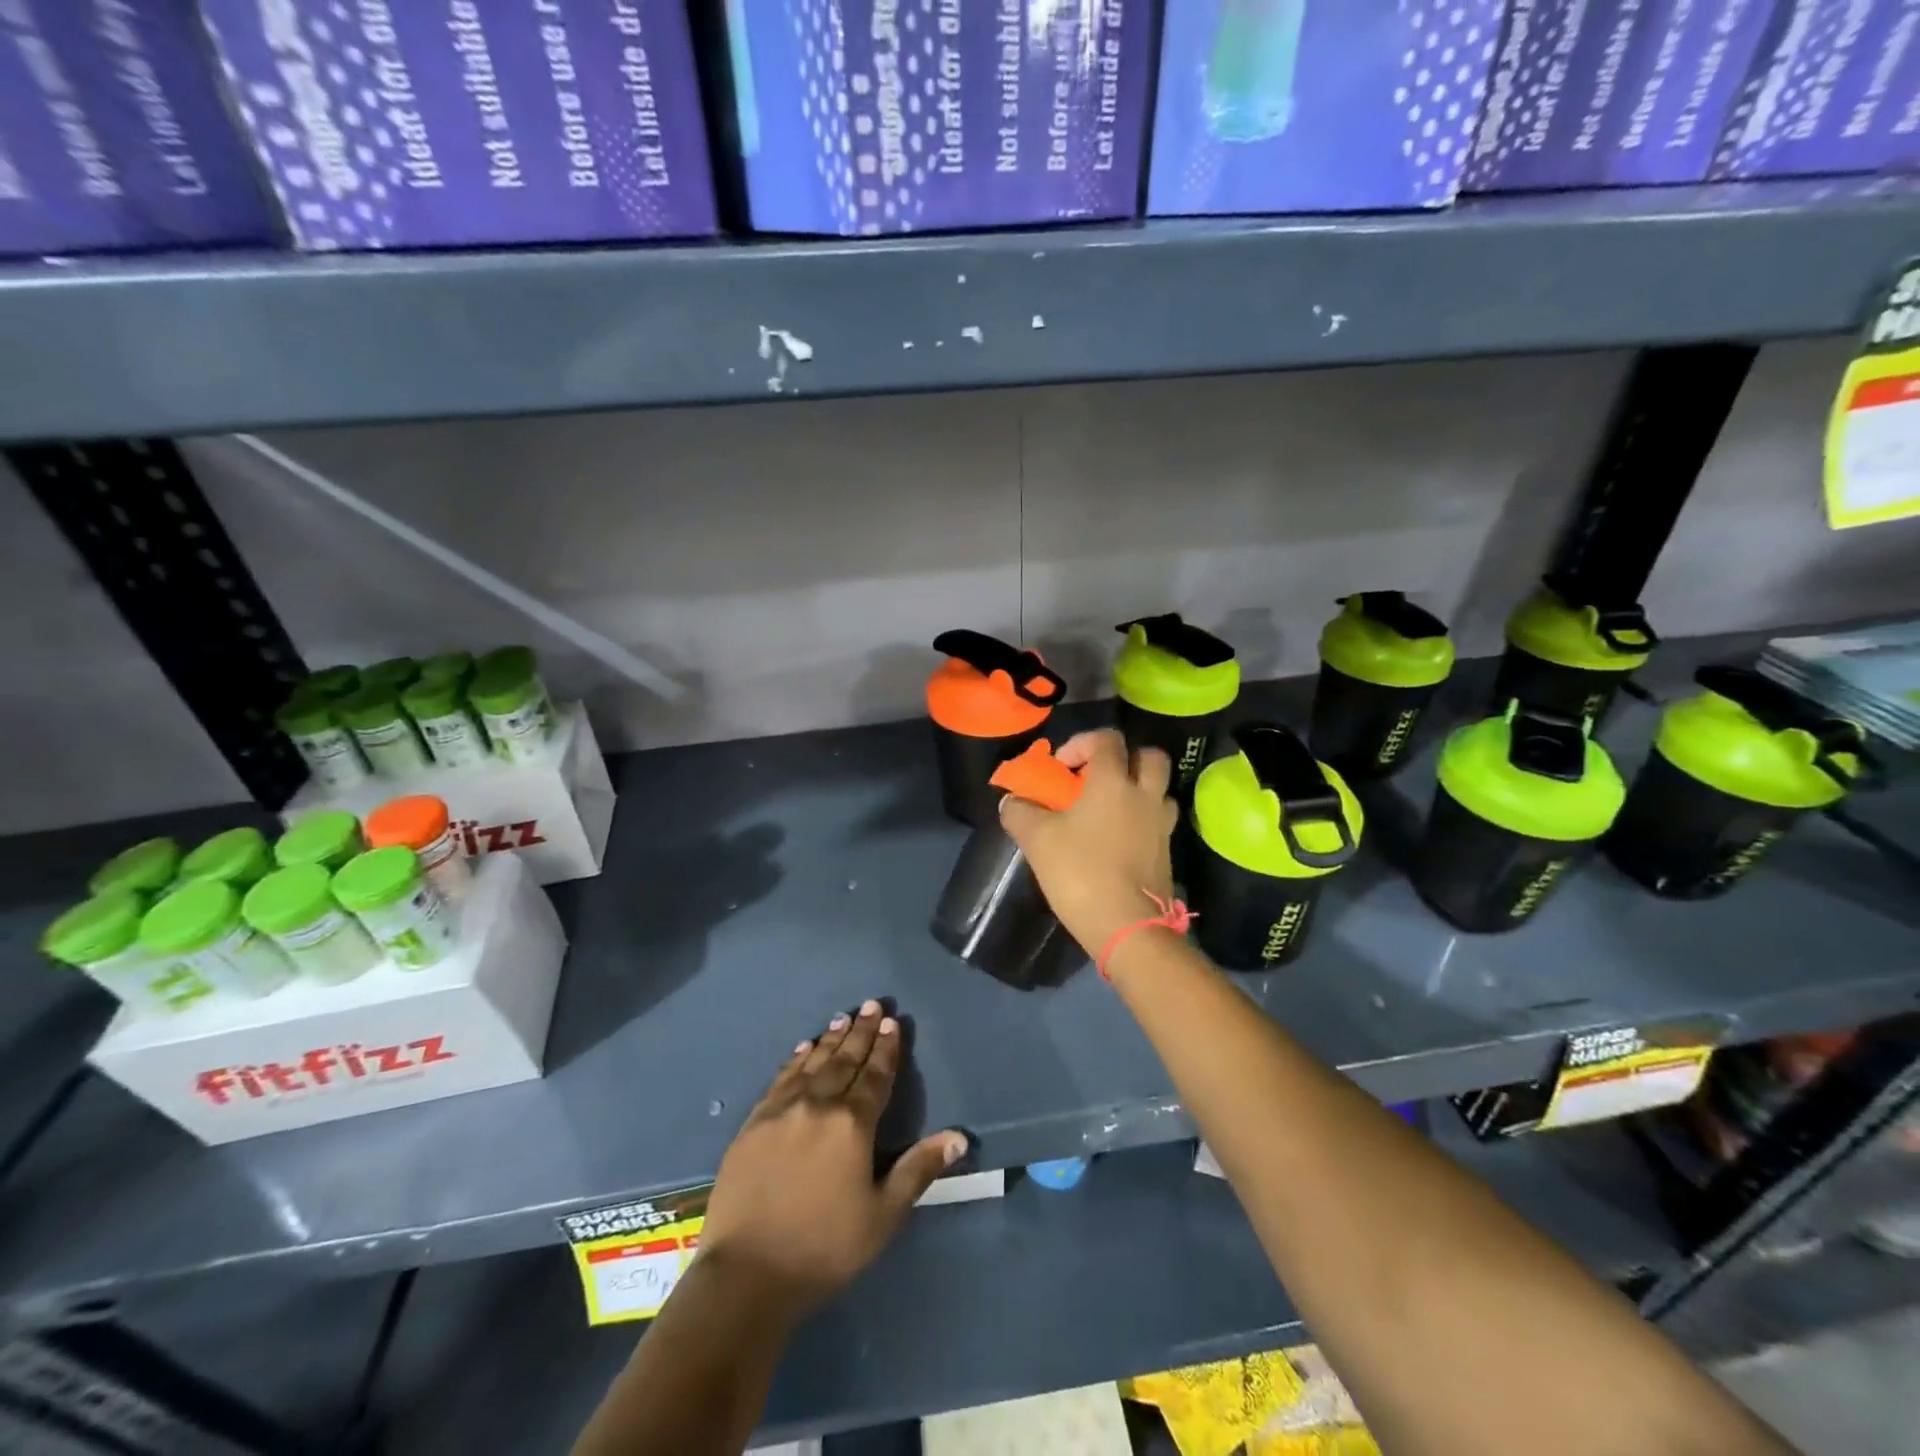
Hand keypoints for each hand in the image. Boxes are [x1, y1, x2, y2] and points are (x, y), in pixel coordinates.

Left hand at [699, 1000, 965, 1315]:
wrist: (747, 1273)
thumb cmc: (824, 1247)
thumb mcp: (883, 1215)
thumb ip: (918, 1169)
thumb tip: (958, 1137)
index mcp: (852, 1124)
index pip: (875, 1076)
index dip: (886, 1049)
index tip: (892, 1023)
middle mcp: (818, 1105)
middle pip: (845, 1061)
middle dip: (861, 1032)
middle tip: (872, 1005)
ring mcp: (782, 1110)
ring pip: (812, 1063)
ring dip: (830, 1040)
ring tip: (843, 1018)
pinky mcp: (754, 1122)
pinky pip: (781, 1079)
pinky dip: (796, 1059)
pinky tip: (803, 1048)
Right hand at [998, 729, 1179, 958]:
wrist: (1128, 928)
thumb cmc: (1081, 872)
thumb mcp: (1037, 840)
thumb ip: (1020, 813)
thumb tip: (1011, 801)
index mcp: (1114, 782)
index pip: (1107, 739)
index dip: (1082, 743)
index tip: (1062, 768)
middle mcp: (1145, 796)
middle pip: (1149, 757)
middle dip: (1124, 759)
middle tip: (1097, 780)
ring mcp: (1161, 825)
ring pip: (1159, 790)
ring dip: (1138, 790)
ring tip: (1110, 810)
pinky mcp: (1167, 853)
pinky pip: (1158, 822)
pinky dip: (1142, 821)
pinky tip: (1119, 841)